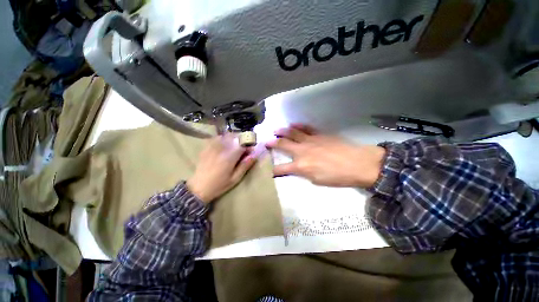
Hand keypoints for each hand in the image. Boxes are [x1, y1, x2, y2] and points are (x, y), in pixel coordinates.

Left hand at [187, 133, 256, 203]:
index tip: (251, 150)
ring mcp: (212, 147)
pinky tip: (224, 146)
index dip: (249, 145)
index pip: (242, 143)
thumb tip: (255, 154)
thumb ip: (245, 165)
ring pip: (226, 135)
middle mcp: (221, 148)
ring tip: (235, 146)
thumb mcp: (235, 178)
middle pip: (234, 136)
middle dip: (242, 140)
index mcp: (229, 157)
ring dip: (233, 138)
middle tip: (244, 148)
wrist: (198, 188)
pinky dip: (224, 139)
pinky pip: (217, 138)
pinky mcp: (206, 147)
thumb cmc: (219, 185)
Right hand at [266, 124, 385, 187]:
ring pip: (292, 133)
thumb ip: (304, 173)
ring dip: (283, 131)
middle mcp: (302, 151)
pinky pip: (306, 128)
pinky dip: (298, 126)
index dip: (273, 170)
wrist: (358, 163)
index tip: (268, 170)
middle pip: (283, 145)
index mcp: (301, 166)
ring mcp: (310, 140)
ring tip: (276, 130)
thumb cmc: (337, 177)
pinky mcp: (319, 134)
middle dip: (272, 143)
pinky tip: (293, 124)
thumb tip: (298, 168)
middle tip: (266, 141)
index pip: (282, 168)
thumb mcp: (317, 180)